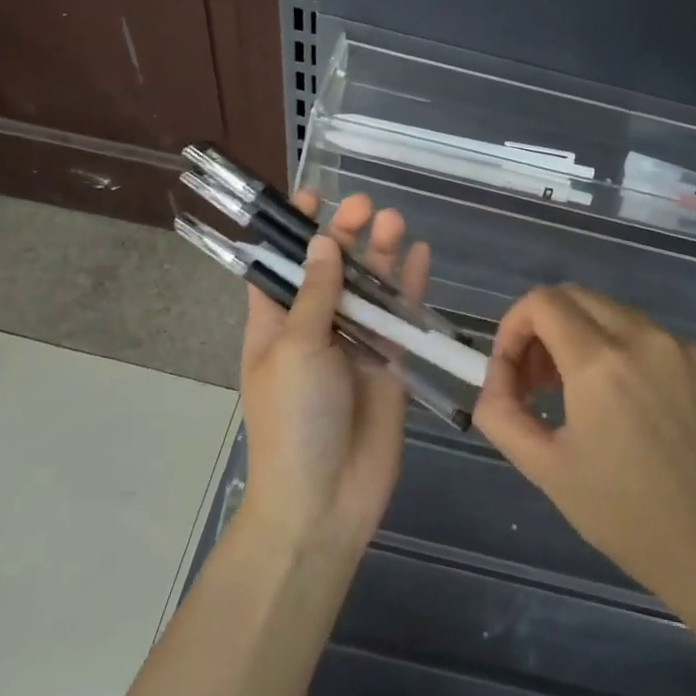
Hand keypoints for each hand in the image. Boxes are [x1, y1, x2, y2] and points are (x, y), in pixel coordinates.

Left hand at [239, 193, 428, 556]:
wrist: (326, 499)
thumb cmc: (295, 419)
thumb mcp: (297, 348)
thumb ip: (318, 294)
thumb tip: (325, 242)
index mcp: (274, 323)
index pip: (279, 265)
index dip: (292, 231)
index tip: (311, 196)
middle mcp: (313, 328)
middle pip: (331, 271)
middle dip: (345, 235)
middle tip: (366, 206)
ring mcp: (354, 345)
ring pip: (369, 289)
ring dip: (380, 255)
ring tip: (395, 221)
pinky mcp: (389, 363)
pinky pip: (400, 318)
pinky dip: (409, 289)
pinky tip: (420, 257)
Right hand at [473, 285, 695, 622]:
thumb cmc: (624, 515)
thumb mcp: (544, 467)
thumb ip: (501, 412)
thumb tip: (496, 380)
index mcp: (601, 363)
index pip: (542, 303)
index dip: (512, 328)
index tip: (511, 374)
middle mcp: (645, 339)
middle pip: (576, 297)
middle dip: (543, 330)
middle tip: (537, 383)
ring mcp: (683, 348)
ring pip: (614, 314)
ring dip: (582, 339)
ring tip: (578, 396)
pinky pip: (650, 337)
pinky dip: (622, 352)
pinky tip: (627, 406)